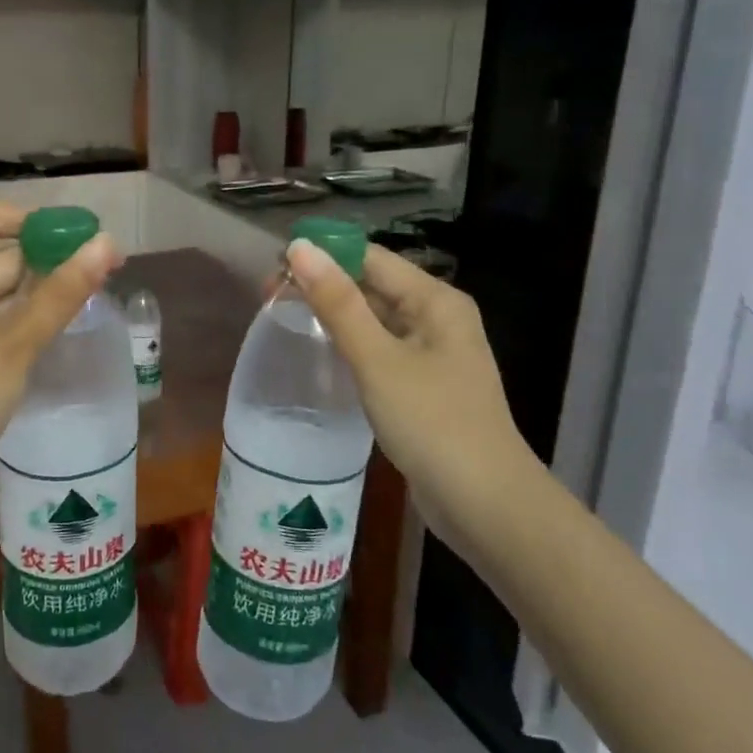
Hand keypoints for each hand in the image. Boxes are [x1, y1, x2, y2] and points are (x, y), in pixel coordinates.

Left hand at [0, 203, 119, 540]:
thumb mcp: (14, 343)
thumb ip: (62, 293)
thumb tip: (107, 243)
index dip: (33, 221)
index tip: (79, 237)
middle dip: (49, 258)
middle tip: (105, 268)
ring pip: (3, 292)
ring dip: (43, 291)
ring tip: (95, 294)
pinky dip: (28, 320)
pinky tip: (63, 328)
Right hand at [285, 239, 547, 530]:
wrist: (484, 503)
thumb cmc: (432, 422)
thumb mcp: (377, 359)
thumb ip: (338, 303)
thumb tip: (300, 248)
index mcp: (435, 300)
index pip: (370, 257)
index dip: (323, 256)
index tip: (273, 268)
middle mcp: (437, 318)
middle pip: (373, 286)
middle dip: (324, 287)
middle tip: (269, 298)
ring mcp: (433, 354)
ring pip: (375, 320)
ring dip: (334, 317)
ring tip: (284, 320)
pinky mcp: (424, 386)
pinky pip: (380, 351)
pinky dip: (351, 347)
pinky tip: (321, 356)